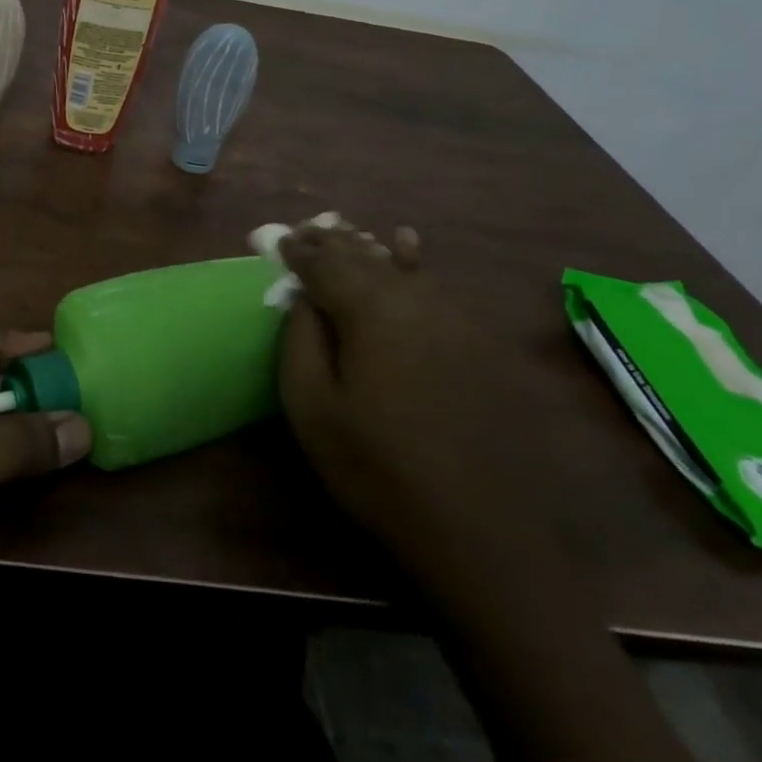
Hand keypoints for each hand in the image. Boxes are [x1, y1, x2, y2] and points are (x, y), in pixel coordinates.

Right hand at [278, 219, 518, 549]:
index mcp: (369, 308)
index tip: (279, 240)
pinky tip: (408, 244)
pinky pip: (434, 284)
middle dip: (331, 241)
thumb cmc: (379, 468)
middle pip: (363, 255)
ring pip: (399, 264)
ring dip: (366, 248)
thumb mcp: (312, 407)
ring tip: (344, 232)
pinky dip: (412, 261)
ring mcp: (455, 315)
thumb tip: (303, 296)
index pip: (324, 262)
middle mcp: (414, 296)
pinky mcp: (480, 339)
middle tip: (306, 231)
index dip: (298, 250)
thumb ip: (300, 338)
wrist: (483, 530)